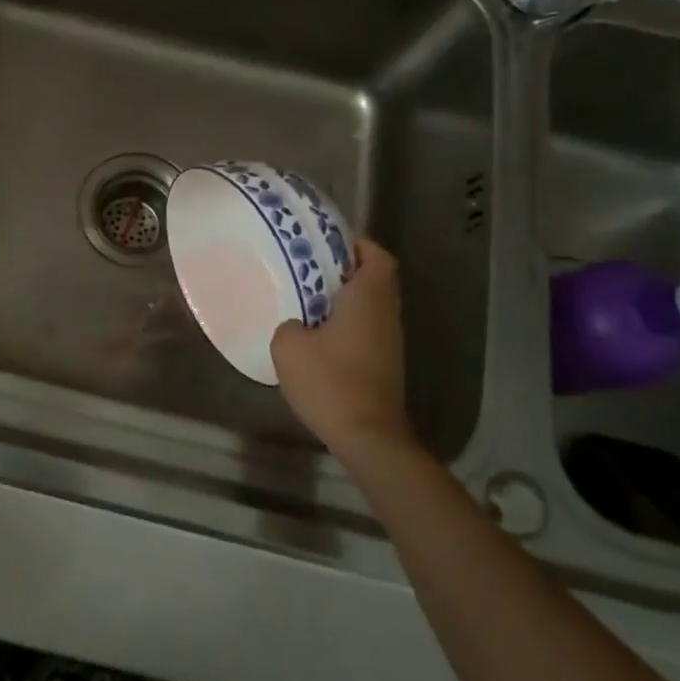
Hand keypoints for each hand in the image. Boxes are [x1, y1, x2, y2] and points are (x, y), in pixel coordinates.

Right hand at [271, 238, 414, 459]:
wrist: (368, 436)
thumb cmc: (330, 381)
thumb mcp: (288, 346)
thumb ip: (289, 325)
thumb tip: (297, 326)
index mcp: (368, 298)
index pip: (377, 256)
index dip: (358, 244)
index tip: (330, 243)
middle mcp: (387, 315)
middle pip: (377, 279)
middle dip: (348, 270)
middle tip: (313, 269)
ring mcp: (391, 342)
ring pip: (373, 306)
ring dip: (348, 300)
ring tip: (311, 301)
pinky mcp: (386, 365)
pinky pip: (369, 330)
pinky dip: (350, 325)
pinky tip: (321, 337)